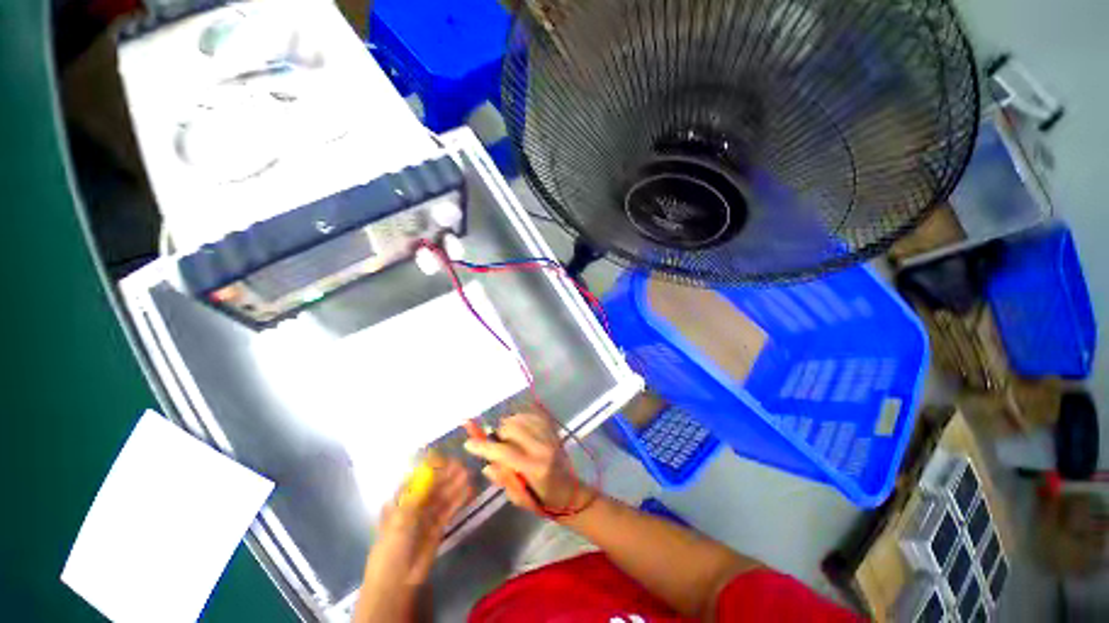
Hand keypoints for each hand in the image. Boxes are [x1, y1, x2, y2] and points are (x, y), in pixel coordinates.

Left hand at [360, 456, 471, 604]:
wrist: (397, 579)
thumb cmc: (393, 544)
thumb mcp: (402, 516)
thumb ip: (419, 492)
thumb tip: (433, 468)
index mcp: (401, 500)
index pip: (417, 478)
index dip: (432, 468)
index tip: (446, 458)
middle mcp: (415, 505)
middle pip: (433, 486)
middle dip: (447, 475)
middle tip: (462, 464)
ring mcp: (427, 516)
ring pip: (443, 496)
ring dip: (455, 485)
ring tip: (468, 474)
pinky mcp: (438, 526)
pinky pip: (449, 509)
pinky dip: (459, 499)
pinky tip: (468, 490)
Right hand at [463, 413, 587, 516]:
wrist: (570, 490)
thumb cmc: (543, 499)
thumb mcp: (519, 498)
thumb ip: (503, 479)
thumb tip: (487, 465)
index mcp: (535, 468)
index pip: (505, 452)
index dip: (484, 447)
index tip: (468, 444)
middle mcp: (543, 447)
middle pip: (512, 429)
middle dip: (498, 435)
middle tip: (496, 444)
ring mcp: (550, 436)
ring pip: (521, 419)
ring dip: (508, 426)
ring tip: (508, 438)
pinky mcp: (553, 429)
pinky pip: (532, 415)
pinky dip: (520, 419)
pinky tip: (518, 428)